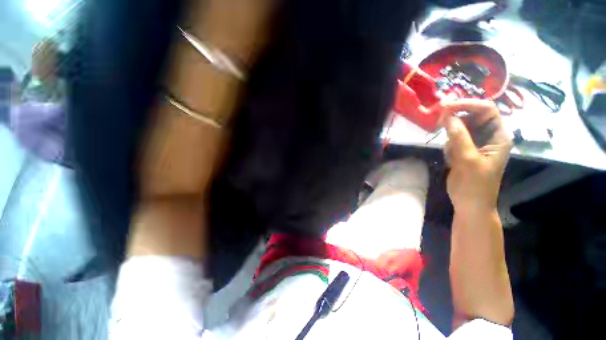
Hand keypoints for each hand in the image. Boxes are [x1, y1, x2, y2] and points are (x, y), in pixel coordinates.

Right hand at [441, 99, 511, 211]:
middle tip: (439, 120)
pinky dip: (448, 142)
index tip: (446, 107)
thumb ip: (459, 137)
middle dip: (457, 116)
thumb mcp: (468, 160)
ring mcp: (475, 143)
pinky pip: (454, 138)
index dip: (468, 104)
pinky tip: (449, 155)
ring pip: (461, 126)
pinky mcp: (464, 150)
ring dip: (451, 131)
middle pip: (473, 115)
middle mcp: (488, 136)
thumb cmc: (475, 185)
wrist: (470, 203)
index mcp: (498, 136)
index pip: (486, 110)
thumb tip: (448, 117)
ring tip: (449, 148)